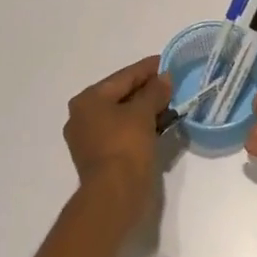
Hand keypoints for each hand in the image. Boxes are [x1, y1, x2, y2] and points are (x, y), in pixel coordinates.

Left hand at [64, 56, 171, 201]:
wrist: (114, 195)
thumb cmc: (125, 146)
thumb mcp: (143, 114)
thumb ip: (155, 92)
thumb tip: (165, 77)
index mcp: (88, 100)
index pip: (123, 77)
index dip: (147, 68)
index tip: (168, 62)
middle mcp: (83, 116)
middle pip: (121, 95)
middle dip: (148, 90)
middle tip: (173, 83)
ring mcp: (90, 138)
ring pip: (123, 115)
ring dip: (147, 109)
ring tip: (172, 103)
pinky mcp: (101, 156)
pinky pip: (124, 132)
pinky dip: (141, 126)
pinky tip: (161, 124)